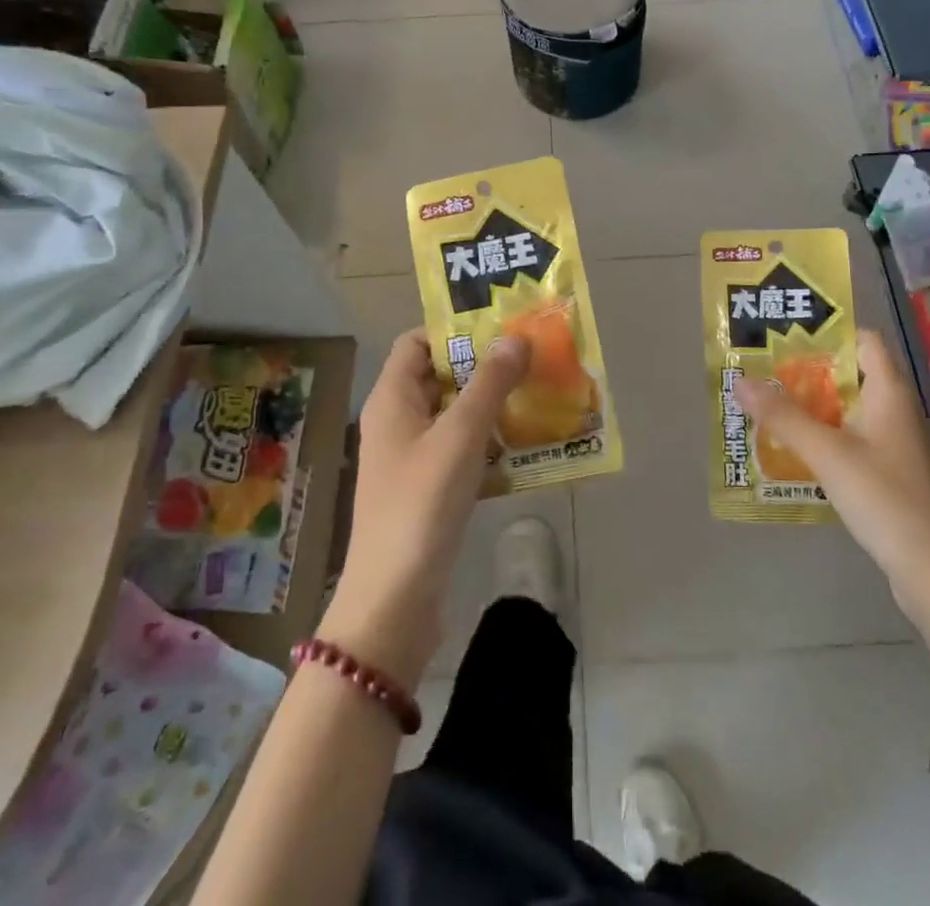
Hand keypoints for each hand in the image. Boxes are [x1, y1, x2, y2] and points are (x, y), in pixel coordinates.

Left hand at [322, 329, 528, 689]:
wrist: (394, 600)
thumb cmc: (421, 505)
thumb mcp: (460, 436)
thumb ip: (489, 384)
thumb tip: (515, 338)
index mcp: (392, 399)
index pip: (417, 342)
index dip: (453, 330)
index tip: (499, 327)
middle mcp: (397, 421)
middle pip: (440, 376)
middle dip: (483, 366)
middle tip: (530, 357)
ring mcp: (411, 458)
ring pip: (454, 415)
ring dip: (490, 404)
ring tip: (537, 392)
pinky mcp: (428, 489)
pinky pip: (461, 450)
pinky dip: (488, 441)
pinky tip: (524, 444)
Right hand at [737, 329, 929, 618]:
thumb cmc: (883, 497)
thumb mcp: (826, 452)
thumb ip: (783, 415)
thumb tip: (740, 379)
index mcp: (889, 392)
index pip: (864, 340)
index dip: (830, 332)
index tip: (788, 336)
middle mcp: (896, 409)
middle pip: (851, 373)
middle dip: (808, 371)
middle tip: (765, 370)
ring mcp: (895, 443)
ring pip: (849, 408)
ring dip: (813, 406)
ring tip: (770, 405)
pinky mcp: (891, 472)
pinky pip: (852, 438)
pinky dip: (825, 435)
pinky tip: (795, 448)